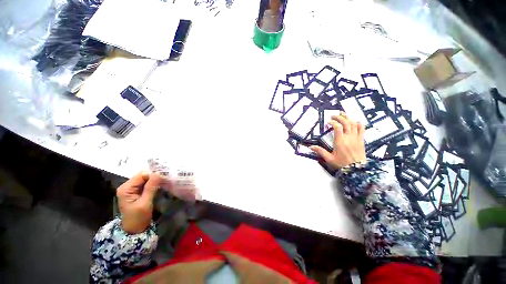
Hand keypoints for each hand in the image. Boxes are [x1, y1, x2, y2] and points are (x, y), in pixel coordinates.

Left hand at [116, 172, 162, 233]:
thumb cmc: (138, 218)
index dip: (153, 175)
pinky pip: (146, 183)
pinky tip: (160, 186)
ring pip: (146, 179)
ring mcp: (131, 189)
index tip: (164, 178)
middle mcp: (127, 186)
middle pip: (143, 175)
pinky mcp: (136, 191)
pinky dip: (153, 184)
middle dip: (155, 177)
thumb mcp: (145, 203)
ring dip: (155, 180)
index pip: (142, 175)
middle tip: (166, 180)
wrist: (134, 230)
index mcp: (126, 188)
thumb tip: (159, 173)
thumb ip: (151, 187)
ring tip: (164, 182)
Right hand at [311, 115, 366, 169]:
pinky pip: (362, 128)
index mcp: (340, 141)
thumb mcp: (329, 158)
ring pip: (354, 123)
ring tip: (343, 114)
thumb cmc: (342, 164)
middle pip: (346, 122)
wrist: (356, 169)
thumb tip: (311, 147)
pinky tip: (355, 121)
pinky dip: (358, 123)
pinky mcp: (361, 140)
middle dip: (339, 117)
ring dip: (348, 117)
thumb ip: (320, 151)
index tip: (328, 122)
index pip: (337, 127)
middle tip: (334, 115)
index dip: (333, 122)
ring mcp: (356, 138)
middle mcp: (349, 137)